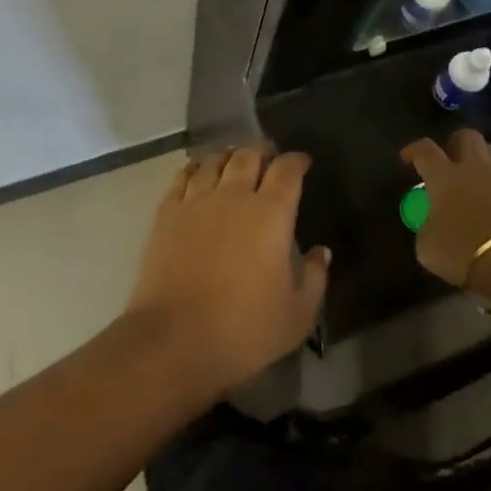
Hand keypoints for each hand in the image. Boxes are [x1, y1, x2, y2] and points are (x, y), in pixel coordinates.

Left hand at [124, 142, 328, 401]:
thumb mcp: (297, 316)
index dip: (297, 161)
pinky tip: (197, 169)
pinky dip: (194, 167)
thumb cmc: (244, 330)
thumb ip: (315, 278)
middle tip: (268, 154)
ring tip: (234, 157)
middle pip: (249, 156)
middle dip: (262, 151)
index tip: (302, 162)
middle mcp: (235, 195)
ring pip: (215, 161)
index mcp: (271, 214)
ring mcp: (197, 200)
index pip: (287, 171)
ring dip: (229, 155)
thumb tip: (322, 251)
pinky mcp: (167, 212)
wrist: (175, 339)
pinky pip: (182, 176)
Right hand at [402, 130, 490, 306]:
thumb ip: (427, 229)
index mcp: (445, 176)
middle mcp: (475, 168)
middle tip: (452, 159)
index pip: (425, 150)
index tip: (408, 157)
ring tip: (481, 176)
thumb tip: (431, 224)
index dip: (414, 150)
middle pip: (467, 137)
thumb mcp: (429, 248)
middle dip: (457, 143)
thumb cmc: (465, 252)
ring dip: (486, 160)